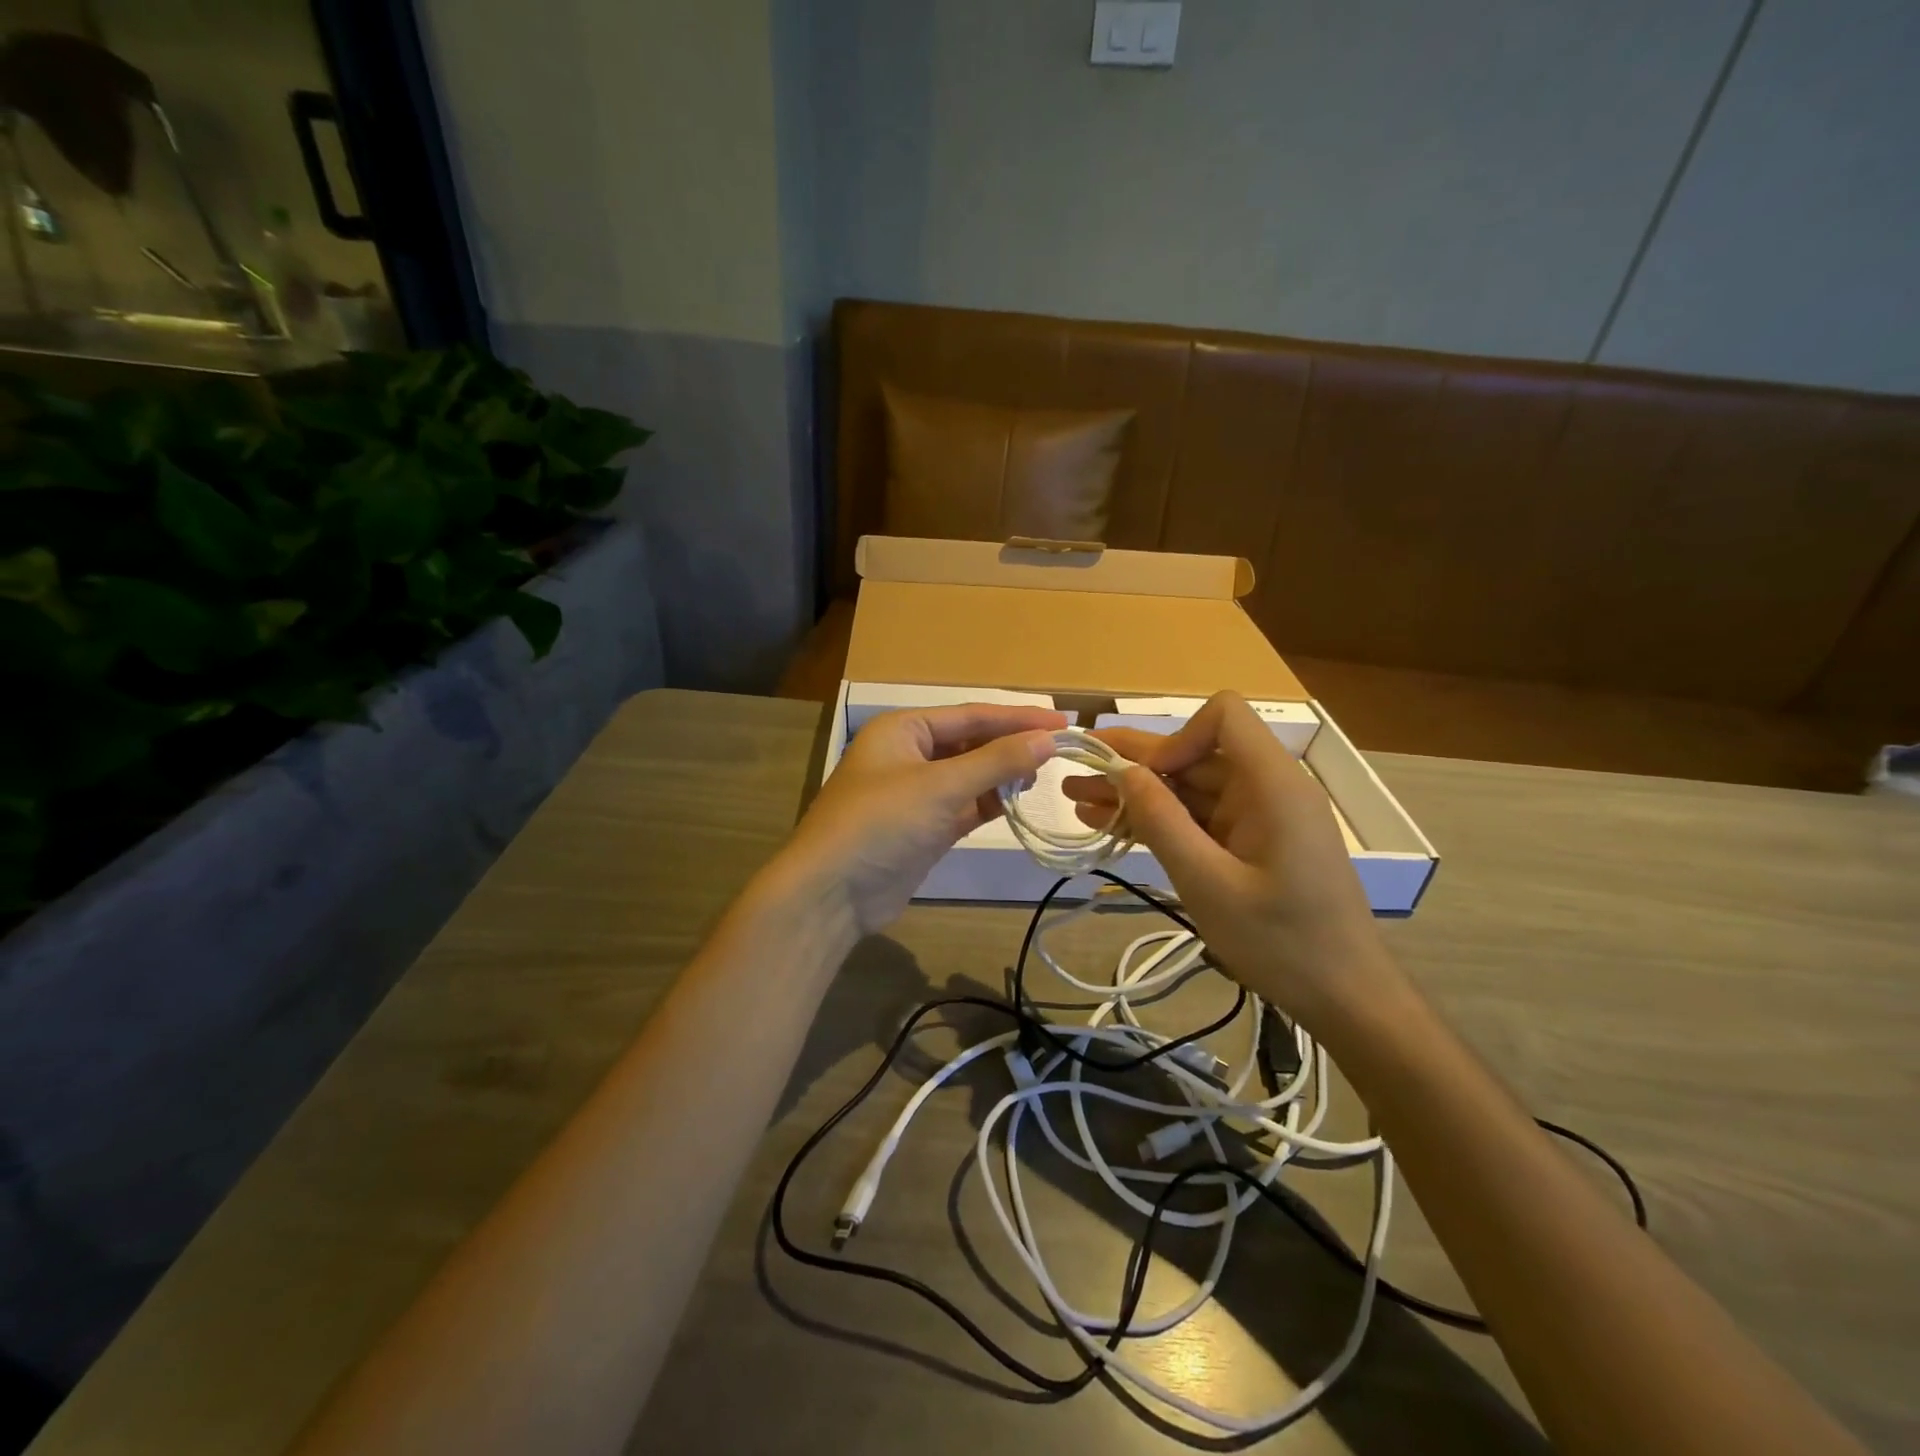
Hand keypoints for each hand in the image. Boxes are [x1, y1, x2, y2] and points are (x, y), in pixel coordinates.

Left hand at [777, 703, 1067, 937]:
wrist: (832, 894)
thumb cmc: (882, 823)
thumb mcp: (941, 786)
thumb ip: (996, 762)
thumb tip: (1047, 740)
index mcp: (903, 730)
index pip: (970, 715)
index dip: (1017, 718)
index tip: (1062, 723)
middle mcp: (908, 755)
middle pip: (970, 743)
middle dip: (1010, 745)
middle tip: (1059, 750)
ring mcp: (915, 794)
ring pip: (969, 776)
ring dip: (1001, 775)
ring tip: (1043, 774)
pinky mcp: (923, 829)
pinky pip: (964, 807)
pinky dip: (989, 803)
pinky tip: (1018, 802)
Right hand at [1061, 691, 1398, 1024]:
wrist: (1345, 998)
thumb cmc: (1282, 942)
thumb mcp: (1209, 884)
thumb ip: (1162, 822)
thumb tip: (1122, 772)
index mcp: (1272, 785)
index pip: (1223, 717)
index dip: (1176, 736)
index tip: (1144, 779)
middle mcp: (1267, 788)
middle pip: (1195, 754)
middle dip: (1134, 763)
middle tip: (1075, 770)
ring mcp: (1258, 817)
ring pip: (1189, 788)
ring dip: (1137, 794)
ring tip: (1078, 800)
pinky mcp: (1250, 843)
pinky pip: (1199, 818)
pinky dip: (1159, 821)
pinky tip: (1111, 825)